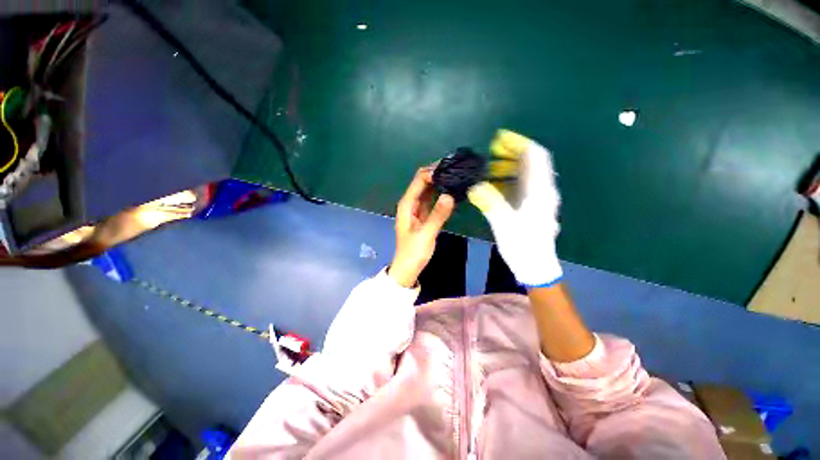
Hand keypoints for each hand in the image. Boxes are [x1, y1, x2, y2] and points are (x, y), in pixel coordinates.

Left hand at [389, 167, 454, 287]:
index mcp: (407, 204)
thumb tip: (449, 196)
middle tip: (456, 168)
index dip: (432, 172)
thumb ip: (437, 215)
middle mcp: (410, 203)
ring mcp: (417, 208)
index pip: (419, 180)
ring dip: (439, 181)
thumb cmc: (413, 252)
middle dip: (436, 173)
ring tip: (456, 174)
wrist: (408, 267)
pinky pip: (431, 199)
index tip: (450, 168)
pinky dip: (440, 193)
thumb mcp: (426, 234)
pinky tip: (451, 190)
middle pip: (422, 181)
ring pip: (428, 189)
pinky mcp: (423, 214)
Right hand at [468, 129, 561, 286]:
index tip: (500, 139)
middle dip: (511, 154)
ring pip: (525, 175)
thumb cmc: (523, 245)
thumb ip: (490, 202)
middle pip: (530, 163)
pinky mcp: (531, 207)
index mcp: (539, 192)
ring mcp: (538, 199)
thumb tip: (475, 187)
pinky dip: (508, 182)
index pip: (534, 157)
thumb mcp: (504, 223)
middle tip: (491, 154)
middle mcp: (542, 191)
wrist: (535, 265)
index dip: (519, 144)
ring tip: (489, 170)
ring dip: (508, 168)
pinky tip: (494, 186)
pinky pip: (521, 187)